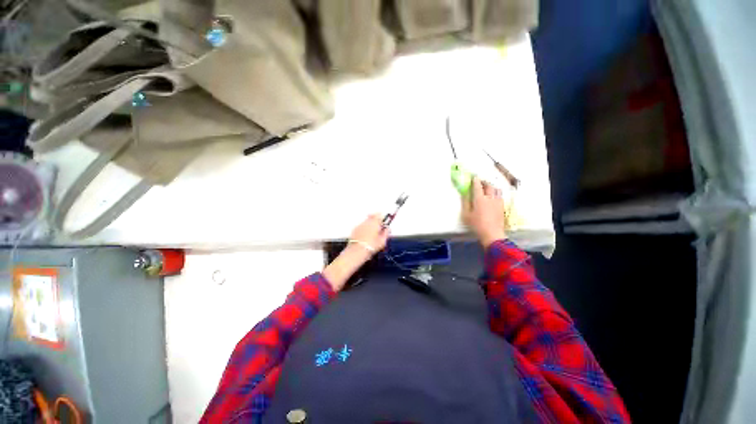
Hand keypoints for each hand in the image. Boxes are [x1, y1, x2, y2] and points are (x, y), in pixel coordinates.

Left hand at [323, 214, 389, 290]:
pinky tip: (365, 236)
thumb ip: (386, 233)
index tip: (384, 224)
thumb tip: (388, 229)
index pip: (380, 215)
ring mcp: (360, 225)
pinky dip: (364, 228)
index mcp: (375, 222)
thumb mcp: (383, 241)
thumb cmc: (371, 246)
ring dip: (370, 224)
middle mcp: (367, 221)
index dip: (383, 219)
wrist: (357, 252)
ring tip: (372, 234)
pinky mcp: (354, 229)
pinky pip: (361, 226)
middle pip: (372, 216)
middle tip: (378, 228)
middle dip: (376, 220)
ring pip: (366, 221)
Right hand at [462, 177, 506, 247]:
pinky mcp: (502, 206)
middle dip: (484, 181)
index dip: (475, 180)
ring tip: (488, 188)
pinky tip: (493, 196)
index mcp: (479, 199)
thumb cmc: (476, 224)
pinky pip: (500, 195)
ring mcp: (497, 201)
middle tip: (480, 182)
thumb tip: (465, 194)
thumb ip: (465, 203)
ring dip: (491, 186)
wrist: (492, 233)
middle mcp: (490, 197)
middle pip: (489, 185)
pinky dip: (496, 192)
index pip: (478, 186)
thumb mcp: (466, 215)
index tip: (474, 177)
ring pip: (496, 189)